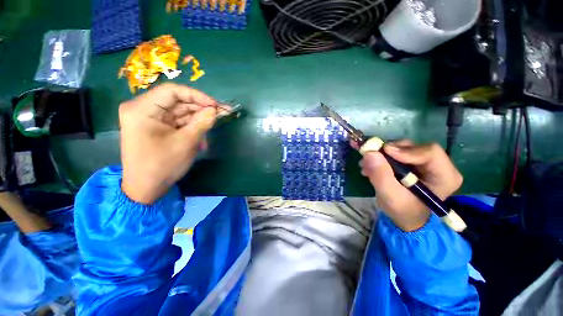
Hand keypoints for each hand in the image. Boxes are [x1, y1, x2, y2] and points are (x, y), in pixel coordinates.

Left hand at [120, 83, 223, 203]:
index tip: (215, 105)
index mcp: (142, 109)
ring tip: (213, 127)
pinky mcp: (157, 128)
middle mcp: (144, 109)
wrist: (145, 188)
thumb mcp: (185, 143)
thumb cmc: (162, 165)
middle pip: (178, 102)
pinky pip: (178, 123)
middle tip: (222, 113)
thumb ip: (201, 123)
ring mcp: (150, 119)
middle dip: (201, 108)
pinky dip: (192, 128)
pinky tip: (202, 138)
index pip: (173, 91)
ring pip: (180, 113)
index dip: (197, 96)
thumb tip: (215, 110)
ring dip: (198, 120)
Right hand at [357, 140, 462, 231]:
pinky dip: (381, 156)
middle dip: (388, 152)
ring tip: (367, 166)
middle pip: (413, 147)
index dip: (405, 150)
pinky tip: (370, 166)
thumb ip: (381, 175)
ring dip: (381, 155)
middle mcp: (438, 164)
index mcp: (445, 176)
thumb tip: (370, 153)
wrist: (403, 216)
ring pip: (401, 147)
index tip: (384, 152)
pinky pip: (395, 151)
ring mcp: (424, 161)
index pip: (430, 153)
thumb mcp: (390, 196)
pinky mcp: (411, 160)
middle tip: (370, 157)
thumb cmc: (402, 210)